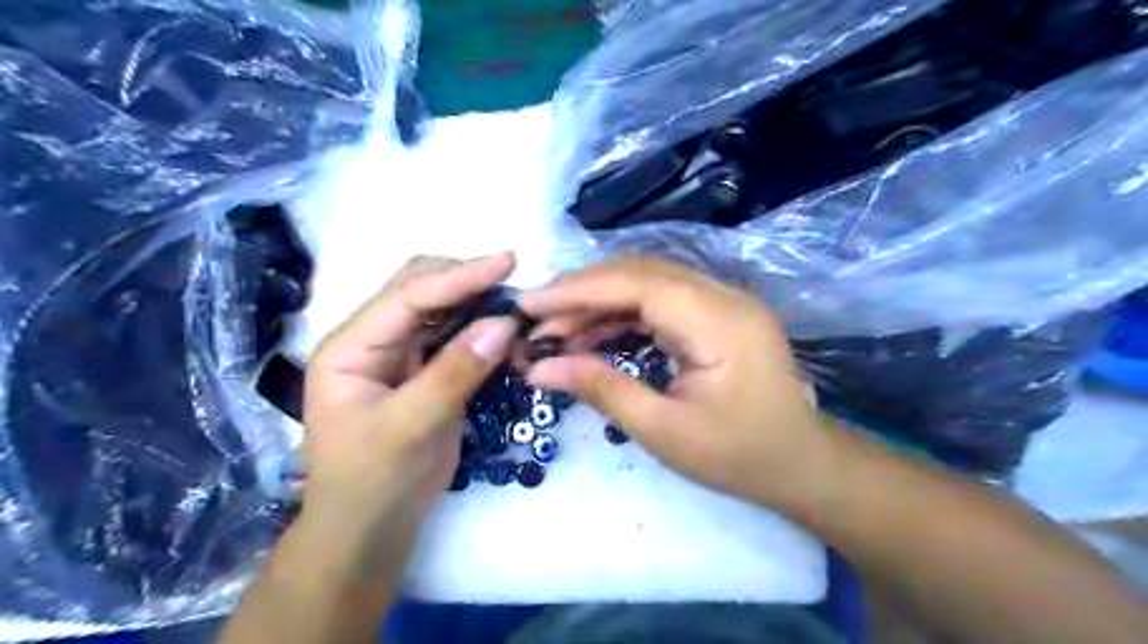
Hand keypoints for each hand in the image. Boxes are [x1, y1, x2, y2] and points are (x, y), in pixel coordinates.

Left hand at [306, 254, 519, 536]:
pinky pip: (457, 338)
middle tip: (516, 284)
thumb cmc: (374, 481)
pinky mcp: (427, 372)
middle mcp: (374, 340)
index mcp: (351, 347)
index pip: (408, 296)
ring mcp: (402, 355)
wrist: (372, 528)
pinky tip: (506, 330)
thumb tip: (504, 323)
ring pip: (442, 311)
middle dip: (467, 281)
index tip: (508, 261)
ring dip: (478, 303)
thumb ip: (455, 372)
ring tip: (517, 303)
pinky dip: (482, 330)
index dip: (458, 276)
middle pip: (421, 289)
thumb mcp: (412, 427)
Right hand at [521, 257, 835, 511]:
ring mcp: (721, 303)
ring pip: (646, 284)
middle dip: (582, 293)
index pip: (638, 283)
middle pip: (640, 274)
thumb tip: (539, 368)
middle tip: (535, 319)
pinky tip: (591, 335)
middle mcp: (723, 297)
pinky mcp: (714, 315)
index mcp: (720, 322)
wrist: (799, 464)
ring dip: (598, 303)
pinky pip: (659, 302)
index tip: (528, 304)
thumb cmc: (738, 456)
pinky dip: (620, 315)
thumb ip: (602, 389)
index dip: (579, 289)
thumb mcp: (664, 431)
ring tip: (556, 331)